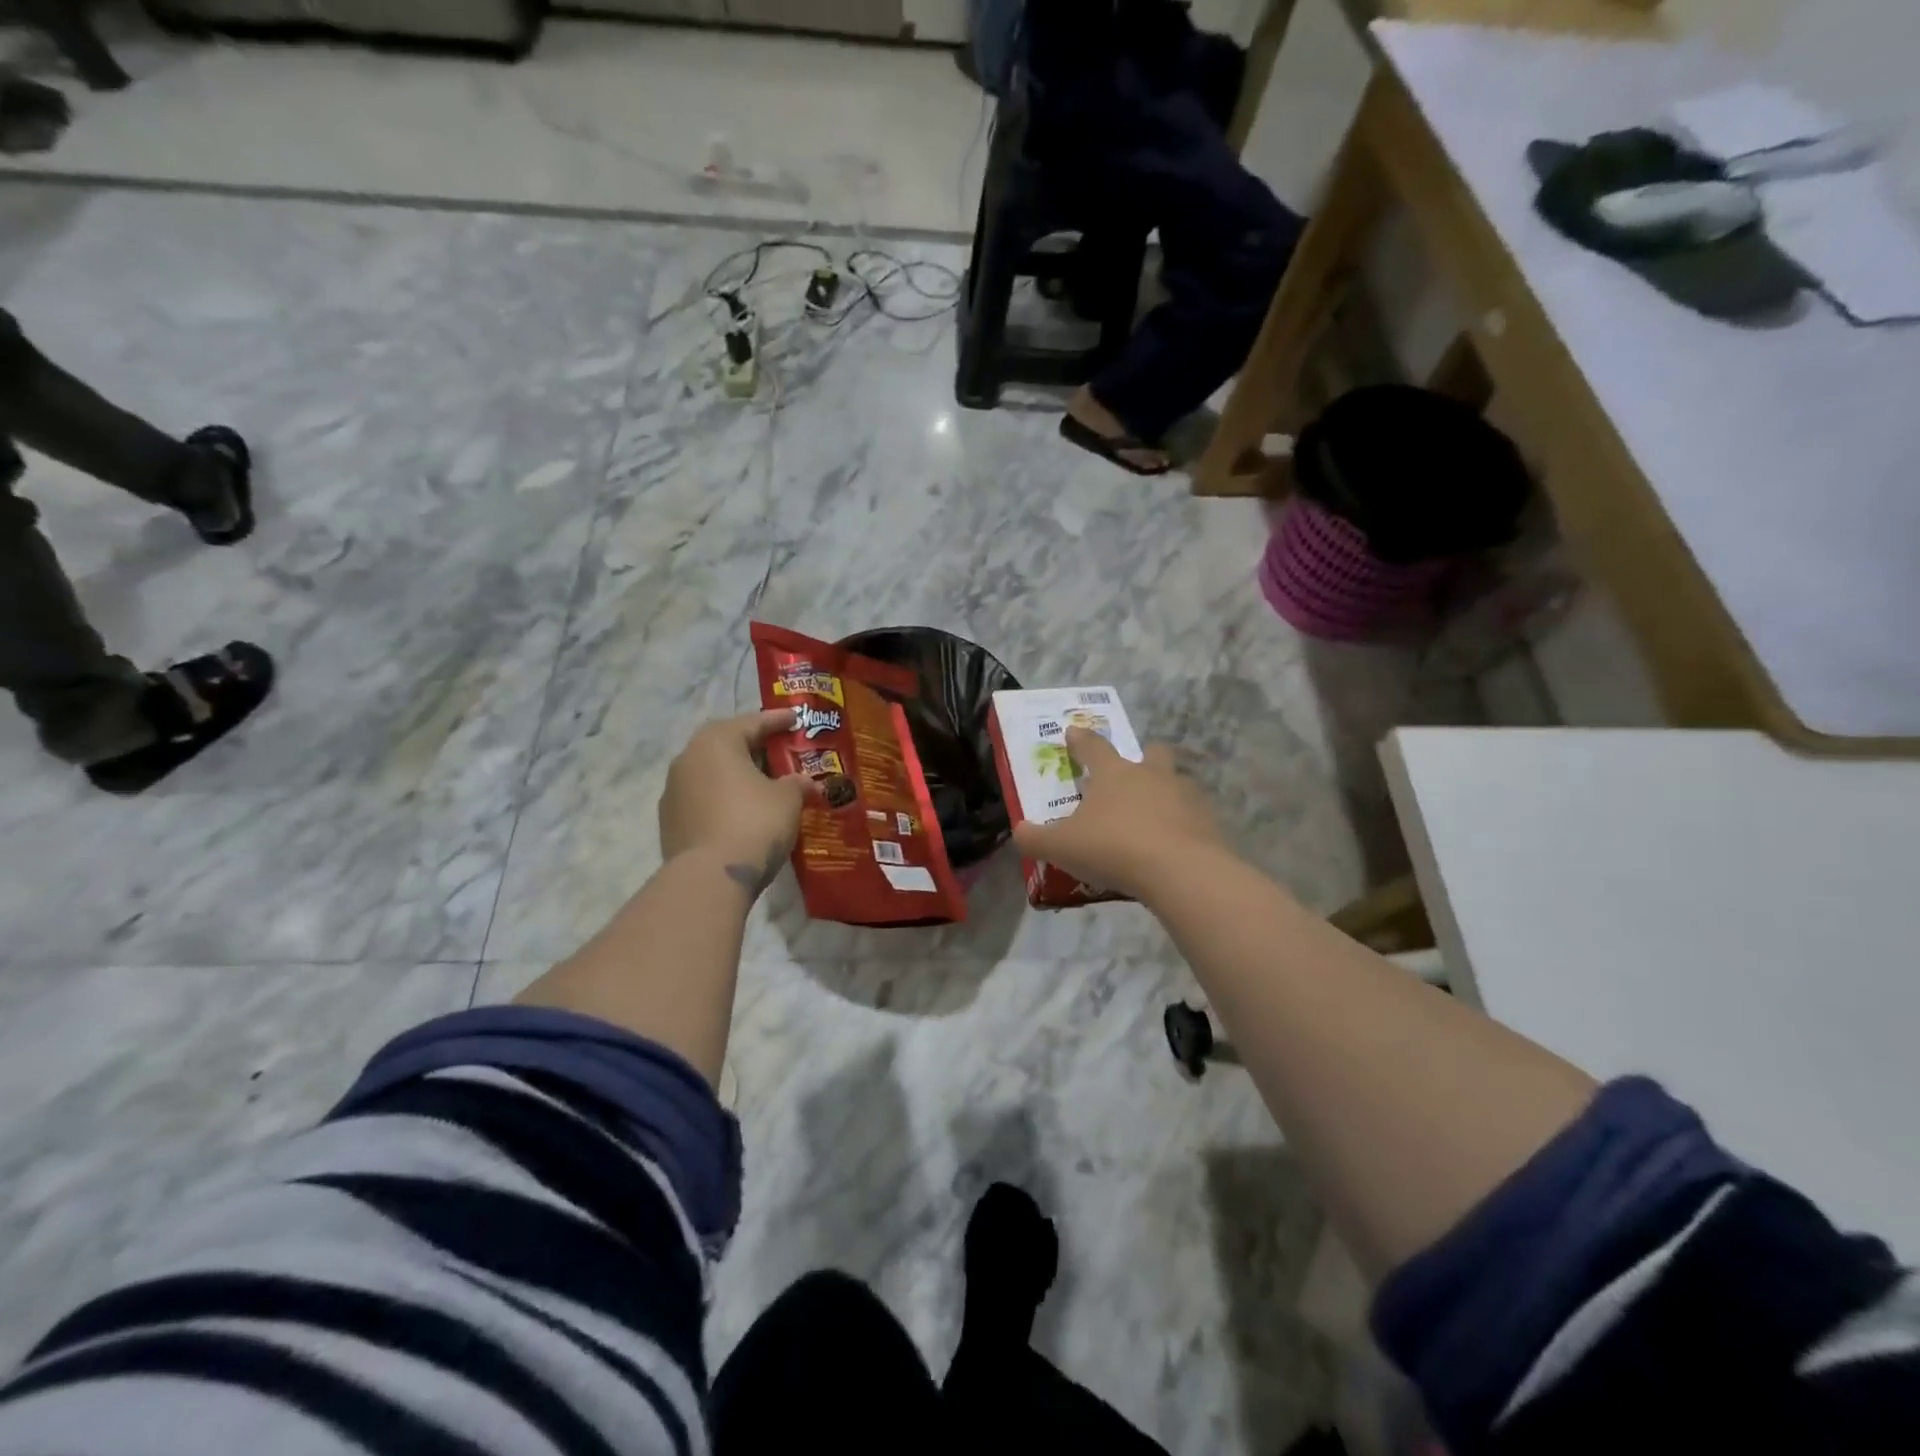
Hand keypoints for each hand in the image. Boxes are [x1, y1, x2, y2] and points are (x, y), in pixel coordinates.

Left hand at [659, 708, 821, 893]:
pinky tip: (742, 813)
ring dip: (735, 776)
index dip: (778, 720)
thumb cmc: (754, 822)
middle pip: (726, 745)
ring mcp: (673, 792)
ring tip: (762, 785)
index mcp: (716, 742)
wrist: (710, 877)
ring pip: (711, 774)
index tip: (796, 718)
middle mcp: (687, 759)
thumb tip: (804, 782)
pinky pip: (703, 800)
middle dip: (753, 747)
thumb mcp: (788, 799)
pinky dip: (723, 800)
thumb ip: (797, 783)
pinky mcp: (669, 822)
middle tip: (779, 751)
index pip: (752, 722)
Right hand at [1012, 727, 1228, 901]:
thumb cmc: (1113, 848)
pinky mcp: (1208, 822)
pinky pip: (1194, 816)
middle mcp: (1151, 775)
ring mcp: (1185, 796)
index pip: (1093, 747)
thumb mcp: (1062, 847)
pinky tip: (1174, 845)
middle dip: (1143, 757)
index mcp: (1113, 773)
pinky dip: (1184, 825)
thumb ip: (1035, 838)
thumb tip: (1019, 831)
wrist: (1181, 871)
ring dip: (1166, 793)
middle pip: (1150, 753)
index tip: (1073, 731)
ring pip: (1177, 783)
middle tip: (1133, 771)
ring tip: (1155, 817)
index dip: (1081, 740)